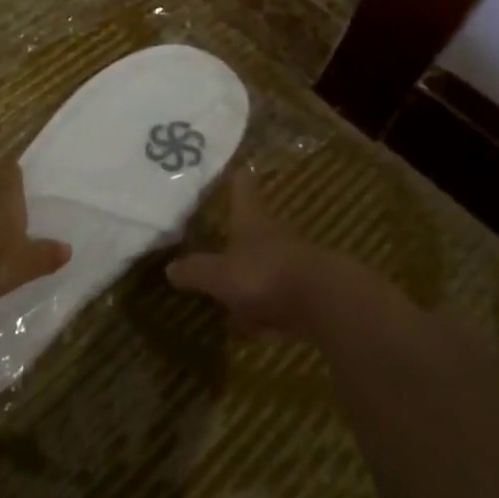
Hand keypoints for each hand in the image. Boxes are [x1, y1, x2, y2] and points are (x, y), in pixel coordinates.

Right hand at [166, 173, 370, 339]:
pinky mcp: (309, 296)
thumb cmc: (266, 276)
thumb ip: (196, 271)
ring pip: (267, 267)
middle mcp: (275, 237)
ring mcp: (295, 266)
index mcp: (253, 223)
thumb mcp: (221, 275)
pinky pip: (278, 301)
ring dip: (251, 281)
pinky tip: (253, 331)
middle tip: (223, 241)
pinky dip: (265, 312)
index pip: (244, 191)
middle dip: (241, 237)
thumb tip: (170, 267)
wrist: (327, 304)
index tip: (239, 166)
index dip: (239, 180)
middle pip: (256, 230)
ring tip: (230, 300)